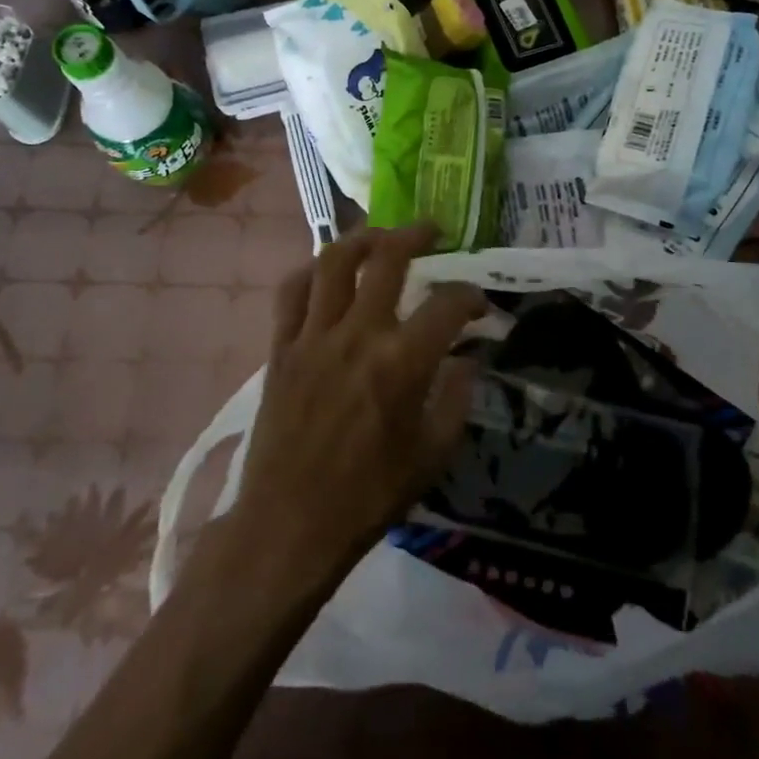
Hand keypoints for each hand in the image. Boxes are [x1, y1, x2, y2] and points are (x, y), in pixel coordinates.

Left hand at [228, 223, 484, 590]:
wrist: (290, 526)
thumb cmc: (369, 496)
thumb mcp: (432, 454)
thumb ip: (456, 398)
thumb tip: (467, 358)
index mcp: (402, 362)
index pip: (448, 304)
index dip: (471, 297)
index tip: (478, 306)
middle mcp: (358, 334)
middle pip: (388, 258)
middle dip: (417, 235)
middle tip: (433, 231)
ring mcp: (313, 336)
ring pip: (334, 261)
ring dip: (362, 238)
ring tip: (380, 236)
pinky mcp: (280, 348)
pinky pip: (290, 291)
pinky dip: (310, 271)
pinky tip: (326, 272)